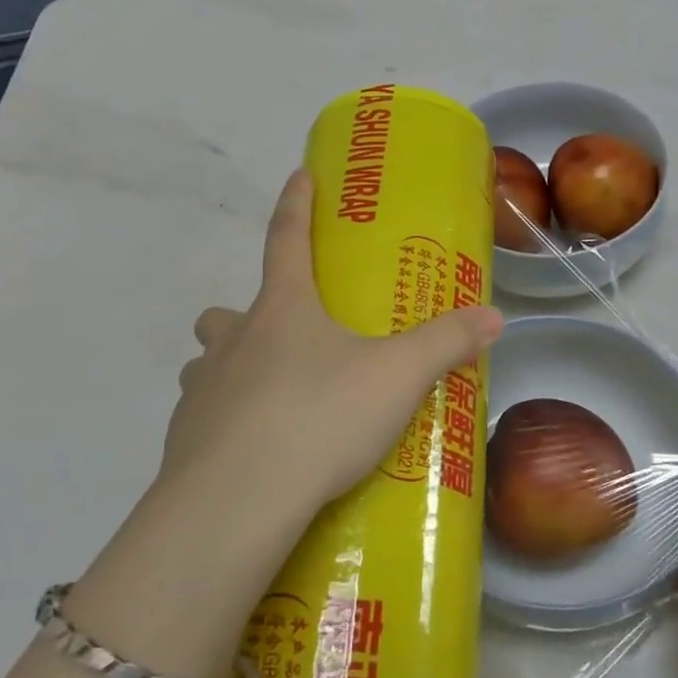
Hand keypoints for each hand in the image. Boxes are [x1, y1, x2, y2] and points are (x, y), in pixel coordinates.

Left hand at [155, 169, 503, 522]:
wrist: (237, 501)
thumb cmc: (320, 418)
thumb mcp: (397, 378)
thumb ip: (446, 344)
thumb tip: (495, 316)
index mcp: (283, 310)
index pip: (287, 239)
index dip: (296, 204)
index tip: (298, 175)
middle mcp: (233, 339)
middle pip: (228, 310)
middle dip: (250, 316)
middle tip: (285, 341)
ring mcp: (201, 388)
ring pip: (209, 362)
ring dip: (232, 369)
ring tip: (270, 401)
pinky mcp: (183, 438)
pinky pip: (202, 417)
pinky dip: (224, 424)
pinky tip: (255, 454)